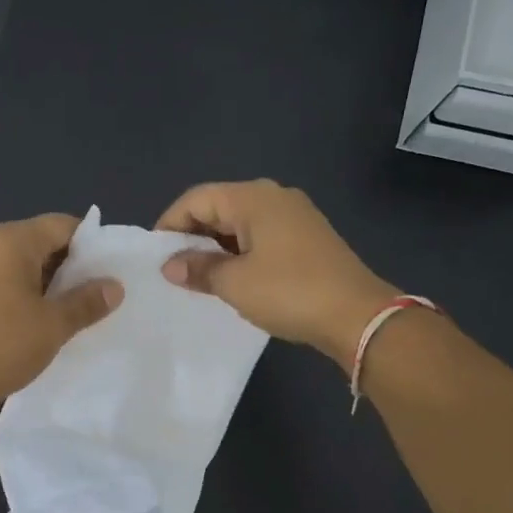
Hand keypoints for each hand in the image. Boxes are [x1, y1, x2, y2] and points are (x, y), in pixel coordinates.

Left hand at [0, 212, 122, 409]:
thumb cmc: (3, 345)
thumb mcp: (54, 324)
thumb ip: (87, 301)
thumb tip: (114, 287)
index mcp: (12, 240)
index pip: (62, 225)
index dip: (91, 245)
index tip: (109, 272)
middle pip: (41, 241)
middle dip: (70, 266)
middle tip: (95, 294)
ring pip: (21, 263)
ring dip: (47, 283)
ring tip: (70, 310)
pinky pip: (2, 280)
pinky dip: (24, 293)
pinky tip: (37, 320)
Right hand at [158, 180, 395, 367]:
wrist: (357, 316)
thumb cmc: (289, 292)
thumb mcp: (235, 283)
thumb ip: (198, 268)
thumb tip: (171, 265)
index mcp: (253, 198)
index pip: (197, 199)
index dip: (170, 224)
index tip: (155, 256)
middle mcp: (274, 196)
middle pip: (219, 206)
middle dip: (192, 235)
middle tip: (174, 268)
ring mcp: (295, 216)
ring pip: (240, 223)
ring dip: (216, 246)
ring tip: (199, 277)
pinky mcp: (308, 237)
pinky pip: (261, 236)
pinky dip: (240, 252)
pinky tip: (233, 278)